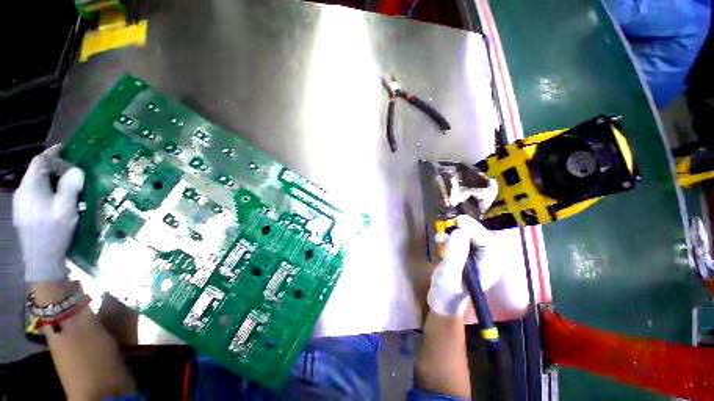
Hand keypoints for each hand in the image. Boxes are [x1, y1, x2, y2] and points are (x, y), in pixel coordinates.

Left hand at [13, 145, 83, 282]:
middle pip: (37, 171)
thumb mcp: (66, 209)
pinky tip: (57, 199)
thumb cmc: (54, 232)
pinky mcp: (24, 212)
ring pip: (36, 183)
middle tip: (74, 171)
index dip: (53, 153)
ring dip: (52, 179)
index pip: (40, 161)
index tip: (67, 149)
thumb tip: (77, 170)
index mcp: (31, 187)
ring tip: (68, 185)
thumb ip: (71, 186)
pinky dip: (47, 190)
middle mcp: (22, 191)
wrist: (41, 259)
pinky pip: (35, 193)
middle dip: (55, 167)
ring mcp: (21, 203)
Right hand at [427, 215, 501, 316]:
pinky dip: (451, 236)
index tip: (458, 220)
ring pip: (471, 236)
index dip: (474, 229)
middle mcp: (487, 259)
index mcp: (489, 267)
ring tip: (440, 237)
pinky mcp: (467, 255)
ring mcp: (477, 257)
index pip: (488, 242)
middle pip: (481, 236)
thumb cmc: (446, 293)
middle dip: (465, 229)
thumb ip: (455, 254)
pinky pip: (462, 239)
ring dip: (455, 232)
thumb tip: (459, 231)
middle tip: (449, 224)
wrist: (442, 301)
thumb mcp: (448, 275)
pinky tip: (440, 240)